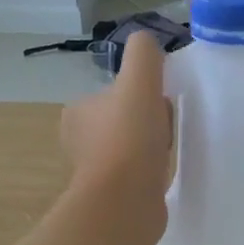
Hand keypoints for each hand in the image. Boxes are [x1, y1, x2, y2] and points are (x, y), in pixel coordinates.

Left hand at [60, 33, 172, 211]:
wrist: (124, 201)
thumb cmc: (129, 138)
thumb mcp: (139, 80)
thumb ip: (144, 54)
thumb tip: (147, 43)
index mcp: (77, 112)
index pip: (116, 93)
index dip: (143, 94)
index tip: (162, 102)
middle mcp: (79, 141)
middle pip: (125, 119)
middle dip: (148, 122)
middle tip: (166, 129)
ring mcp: (94, 171)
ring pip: (131, 147)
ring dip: (150, 147)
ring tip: (164, 154)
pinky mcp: (111, 197)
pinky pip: (135, 174)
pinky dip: (149, 172)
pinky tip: (160, 175)